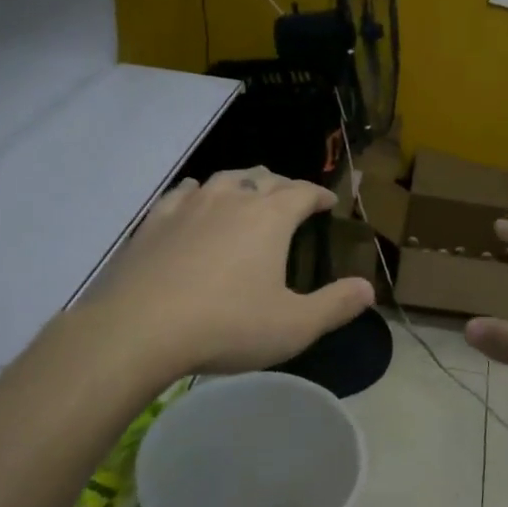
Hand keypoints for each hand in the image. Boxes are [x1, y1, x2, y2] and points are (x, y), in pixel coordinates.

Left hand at [87, 167, 374, 375]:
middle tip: (291, 197)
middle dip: (283, 185)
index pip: (302, 192)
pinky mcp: (154, 220)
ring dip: (243, 181)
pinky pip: (184, 193)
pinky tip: (196, 200)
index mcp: (269, 217)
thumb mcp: (294, 326)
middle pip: (264, 177)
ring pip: (223, 178)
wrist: (138, 329)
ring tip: (248, 192)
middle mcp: (232, 198)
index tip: (328, 201)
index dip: (319, 195)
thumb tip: (368, 289)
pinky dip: (199, 192)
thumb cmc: (226, 326)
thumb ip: (335, 305)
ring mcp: (189, 205)